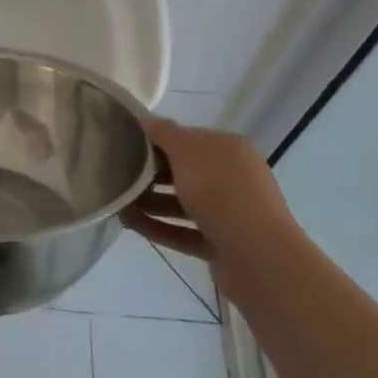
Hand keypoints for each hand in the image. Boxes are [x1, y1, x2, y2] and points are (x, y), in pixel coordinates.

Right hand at [122, 118, 300, 299]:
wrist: (259, 257)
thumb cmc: (220, 191)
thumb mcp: (187, 151)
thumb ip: (164, 132)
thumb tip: (148, 119)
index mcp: (229, 150)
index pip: (189, 138)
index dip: (159, 138)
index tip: (128, 143)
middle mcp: (233, 178)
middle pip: (186, 171)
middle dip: (152, 173)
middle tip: (120, 173)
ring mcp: (229, 214)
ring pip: (183, 203)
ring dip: (152, 202)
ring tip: (118, 201)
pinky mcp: (222, 245)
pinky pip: (184, 231)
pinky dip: (159, 227)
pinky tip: (131, 224)